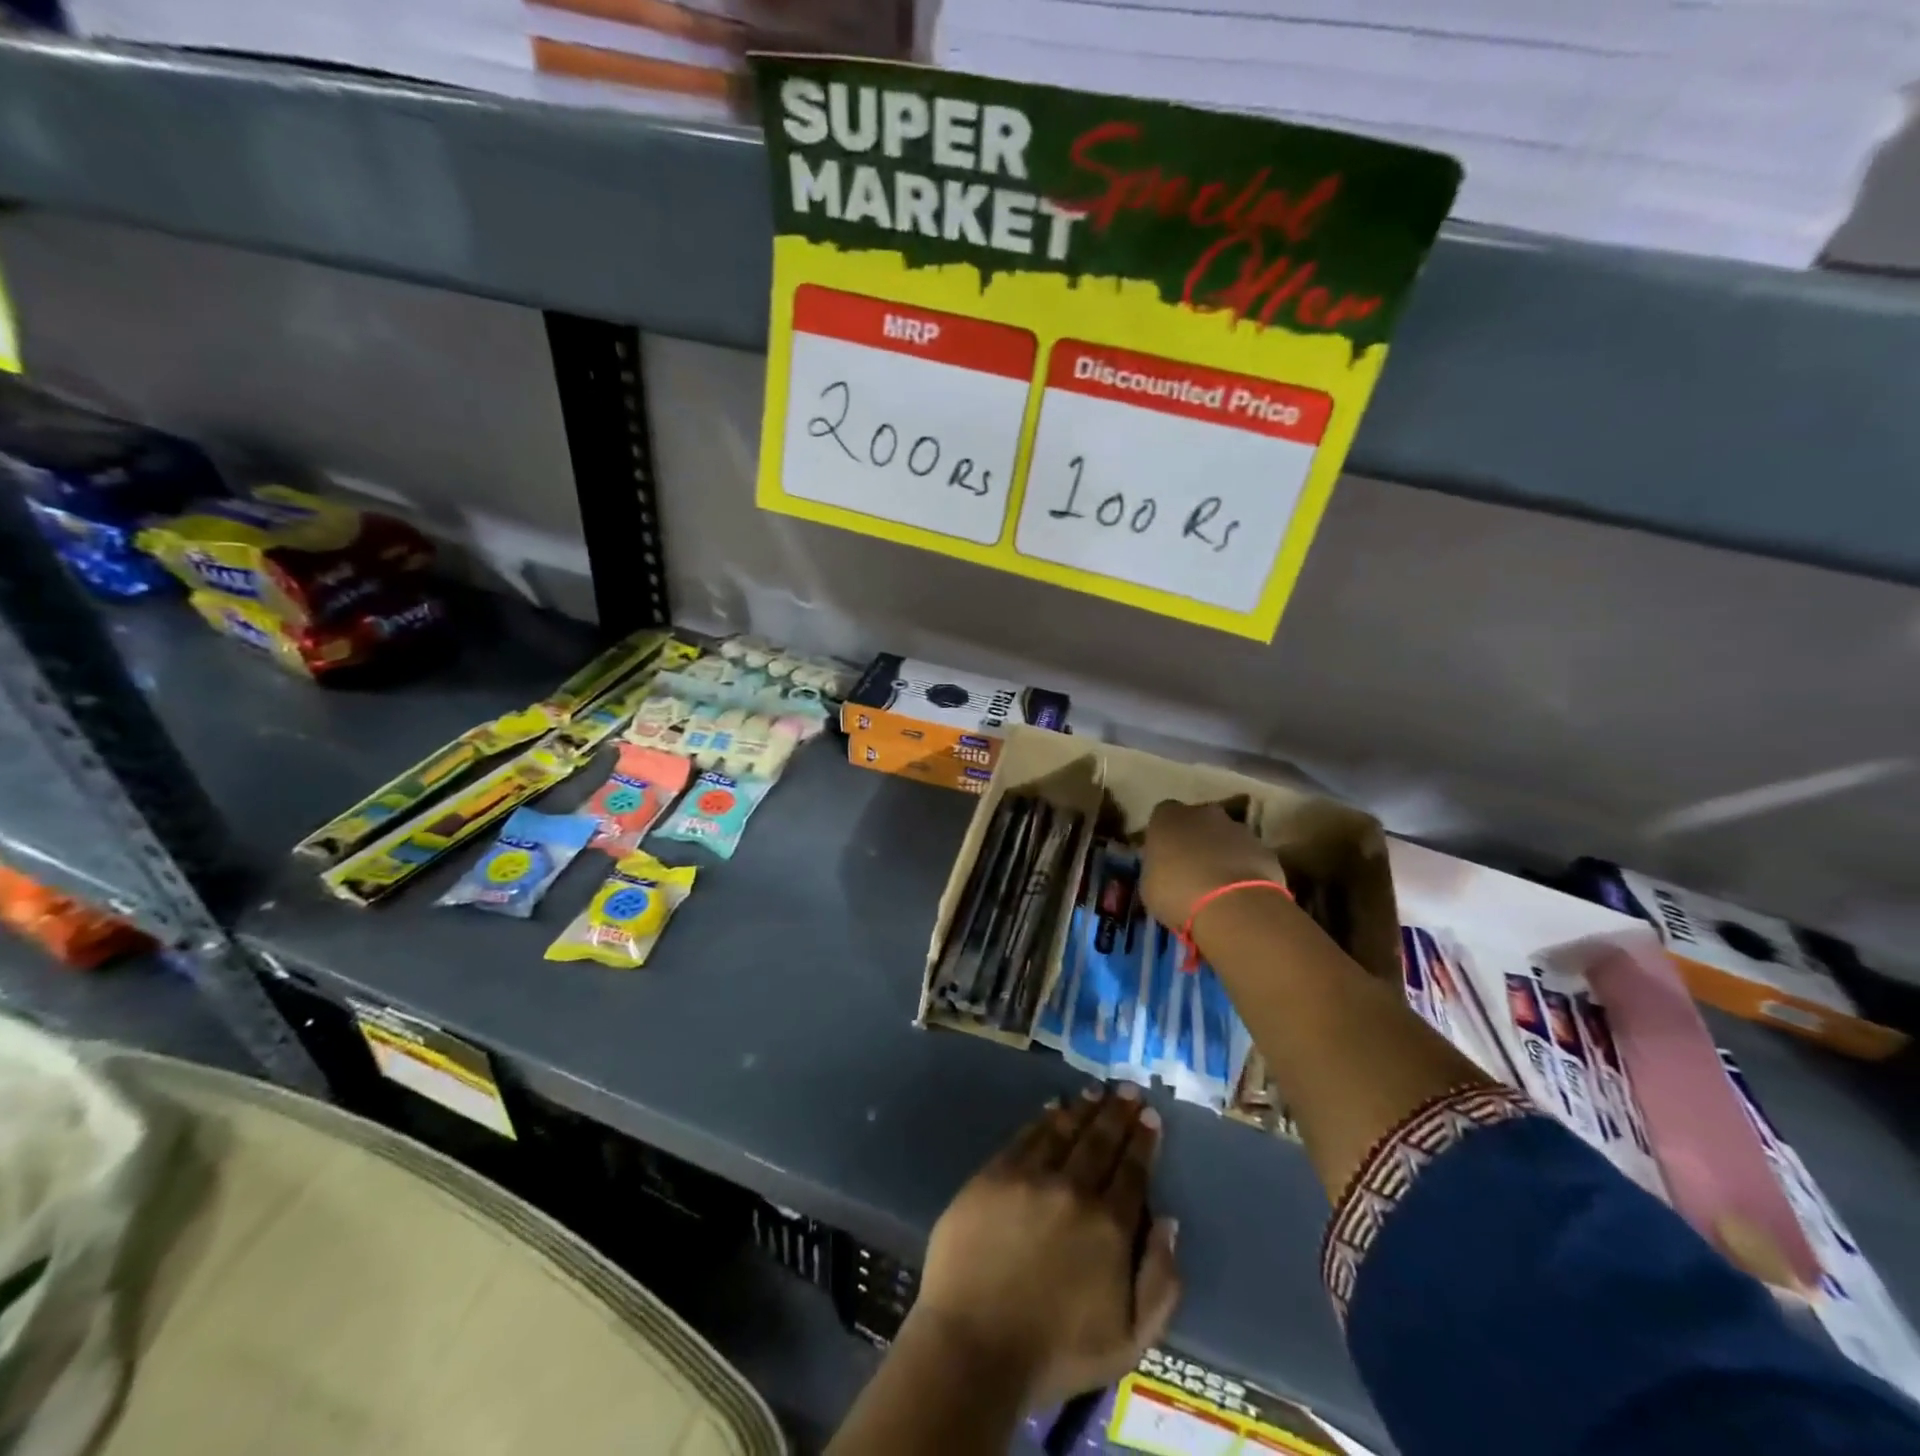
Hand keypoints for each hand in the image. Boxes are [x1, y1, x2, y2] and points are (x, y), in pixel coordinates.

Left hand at [909, 1085, 1180, 1409]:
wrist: (975, 1344)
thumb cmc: (1055, 1352)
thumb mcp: (1130, 1340)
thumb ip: (1160, 1282)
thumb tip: (1168, 1222)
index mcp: (1111, 1227)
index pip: (1133, 1172)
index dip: (1143, 1141)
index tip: (1149, 1115)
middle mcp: (1074, 1190)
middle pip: (1101, 1141)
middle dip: (1117, 1112)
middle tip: (1127, 1088)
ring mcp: (1031, 1176)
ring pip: (1065, 1130)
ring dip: (1084, 1107)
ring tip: (1095, 1089)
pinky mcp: (995, 1174)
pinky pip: (1026, 1135)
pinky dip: (1044, 1118)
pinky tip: (1053, 1107)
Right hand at [1140, 800, 1285, 929]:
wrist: (1233, 907)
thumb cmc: (1177, 893)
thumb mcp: (1149, 885)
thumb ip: (1156, 867)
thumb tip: (1162, 868)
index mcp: (1168, 817)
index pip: (1162, 814)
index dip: (1164, 834)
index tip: (1163, 854)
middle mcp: (1204, 813)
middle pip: (1198, 819)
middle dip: (1195, 838)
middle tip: (1191, 867)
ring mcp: (1238, 829)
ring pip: (1227, 836)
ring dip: (1222, 852)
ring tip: (1218, 884)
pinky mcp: (1265, 850)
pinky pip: (1249, 855)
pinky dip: (1245, 868)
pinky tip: (1240, 893)